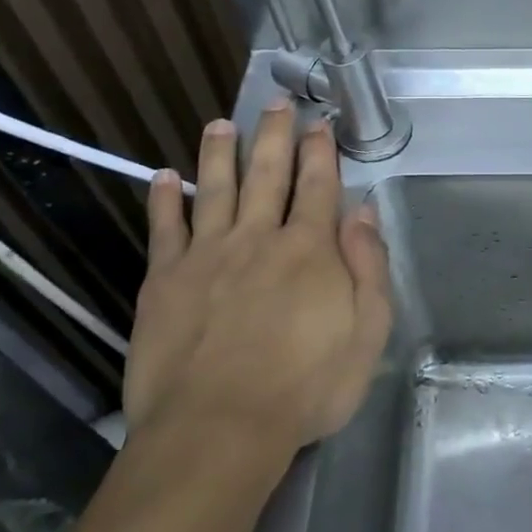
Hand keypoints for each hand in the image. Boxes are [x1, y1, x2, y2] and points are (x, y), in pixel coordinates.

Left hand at [124, 100, 391, 454]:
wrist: (218, 429)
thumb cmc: (306, 387)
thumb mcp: (368, 332)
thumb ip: (368, 267)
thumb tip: (365, 211)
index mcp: (310, 250)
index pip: (318, 186)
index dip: (321, 151)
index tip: (320, 123)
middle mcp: (258, 238)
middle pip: (267, 174)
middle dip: (274, 135)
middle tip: (276, 102)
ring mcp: (207, 255)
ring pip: (214, 188)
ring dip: (219, 152)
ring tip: (221, 123)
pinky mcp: (165, 280)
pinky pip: (165, 228)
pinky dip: (165, 199)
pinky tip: (163, 177)